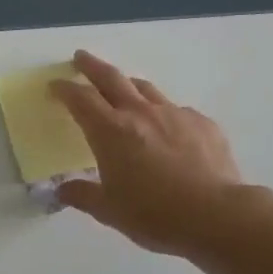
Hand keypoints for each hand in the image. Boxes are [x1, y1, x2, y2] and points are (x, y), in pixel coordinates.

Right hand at [50, 50, 256, 258]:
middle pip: (111, 78)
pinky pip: (176, 110)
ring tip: (123, 86)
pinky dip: (163, 113)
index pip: (80, 99)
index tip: (55, 85)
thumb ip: (82, 195)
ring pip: (145, 88)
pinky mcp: (202, 124)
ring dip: (128, 84)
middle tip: (81, 57)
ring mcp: (174, 114)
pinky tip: (166, 128)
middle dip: (92, 66)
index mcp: (110, 131)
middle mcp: (140, 113)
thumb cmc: (154, 214)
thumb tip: (62, 190)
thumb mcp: (109, 210)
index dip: (64, 89)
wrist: (218, 216)